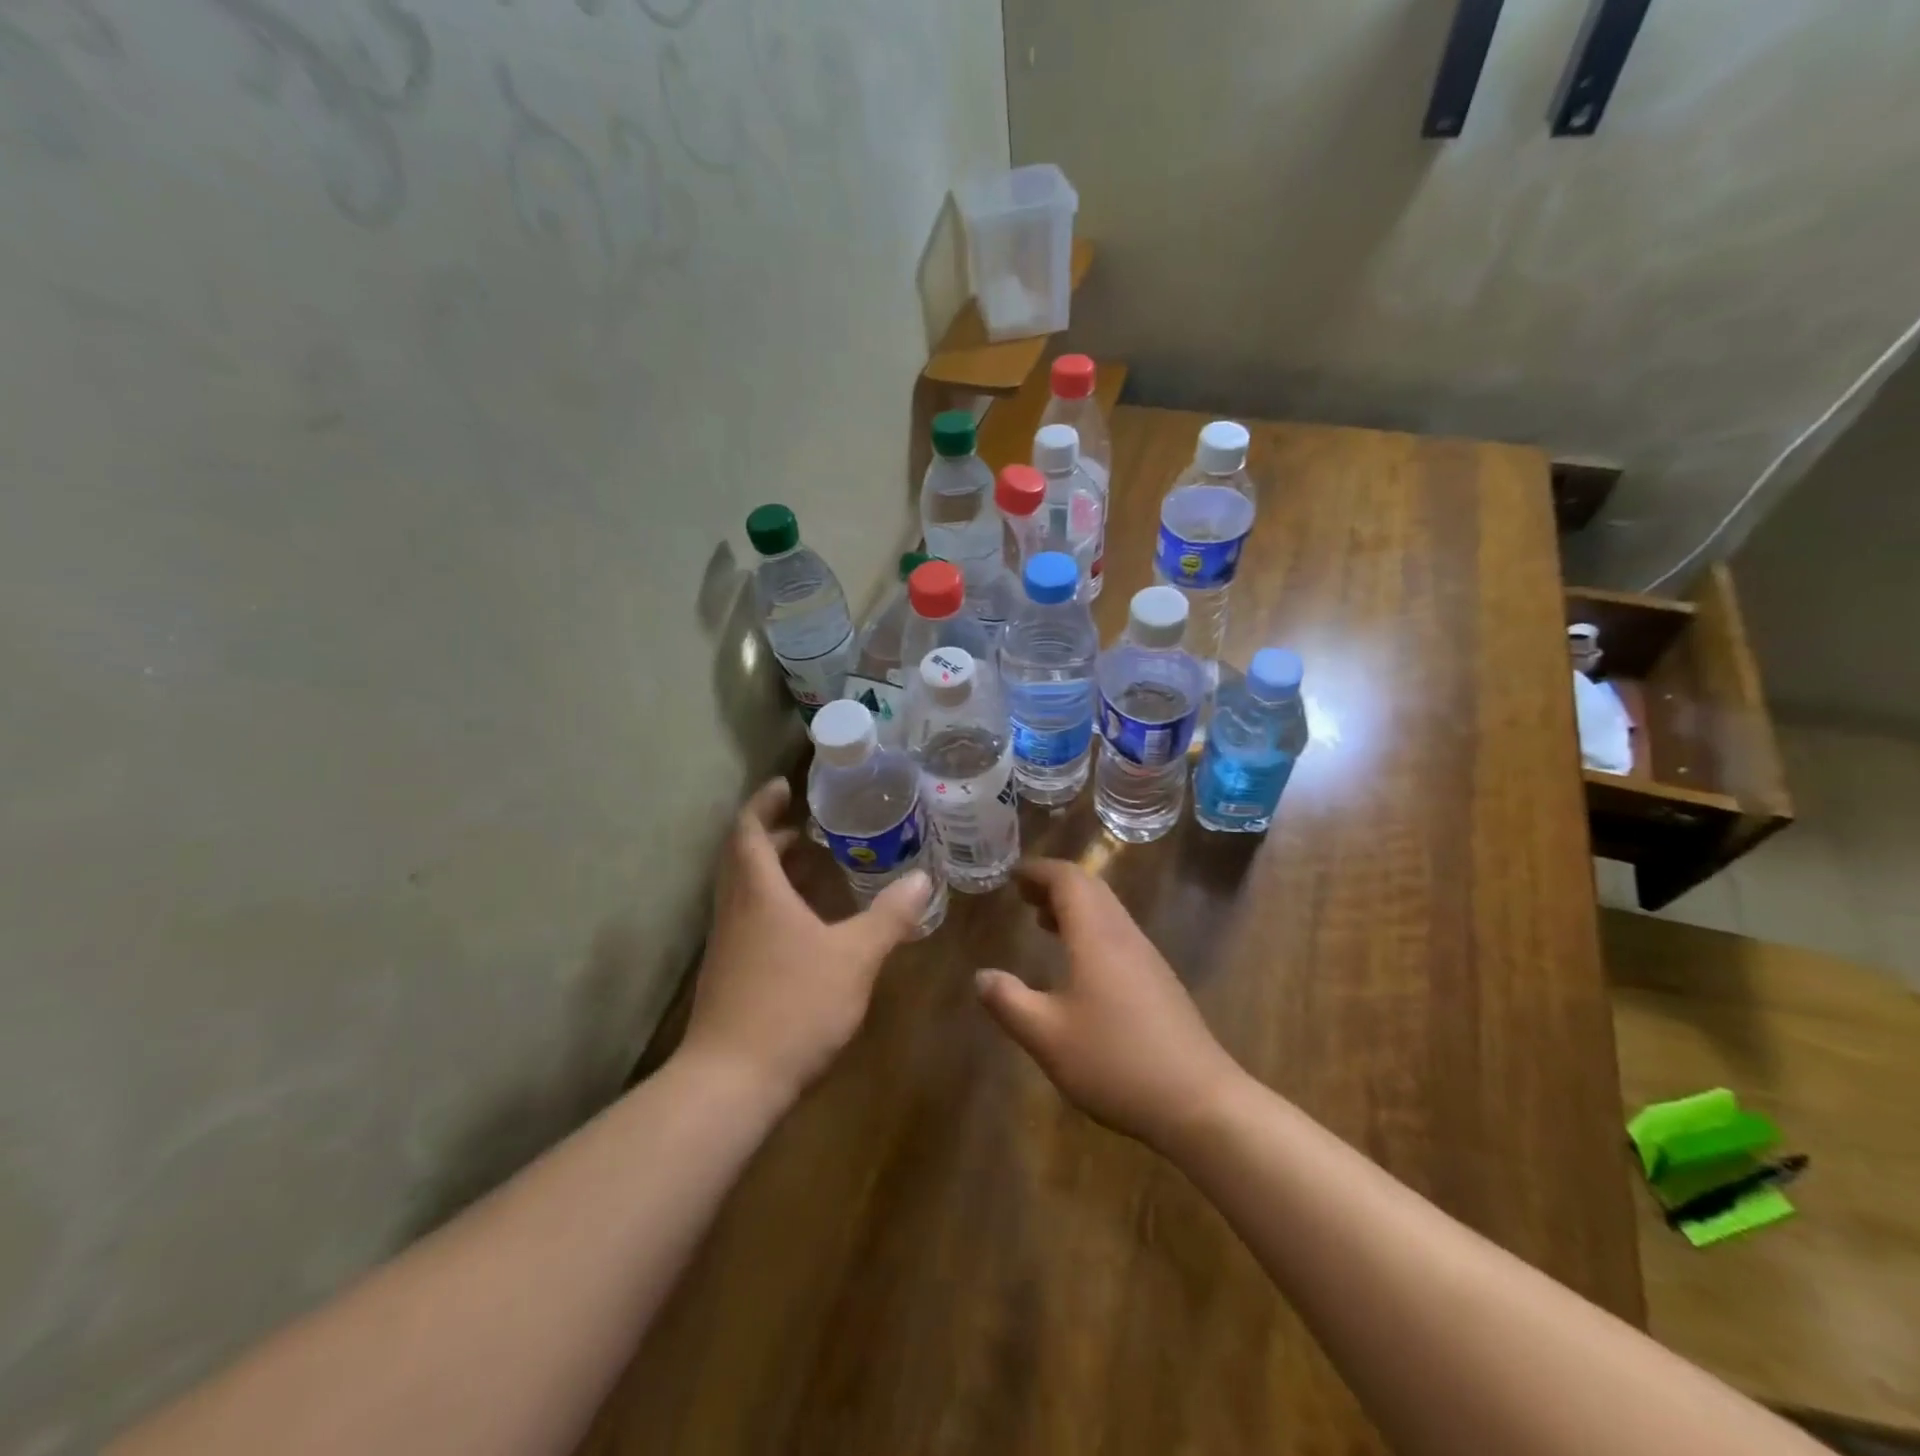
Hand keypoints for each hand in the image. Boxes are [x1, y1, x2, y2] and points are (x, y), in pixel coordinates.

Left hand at [678, 778, 930, 1108]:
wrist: (731, 1082)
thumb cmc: (793, 1005)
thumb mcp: (855, 957)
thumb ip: (890, 916)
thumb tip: (923, 878)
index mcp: (757, 892)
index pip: (749, 830)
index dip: (764, 803)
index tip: (785, 785)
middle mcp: (735, 910)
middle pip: (742, 857)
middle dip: (771, 834)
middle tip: (807, 826)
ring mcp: (726, 945)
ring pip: (743, 889)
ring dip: (770, 869)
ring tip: (810, 865)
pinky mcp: (728, 974)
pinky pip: (747, 918)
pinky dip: (771, 902)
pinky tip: (803, 924)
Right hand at [976, 858, 1243, 1151]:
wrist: (1200, 1101)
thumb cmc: (1115, 1062)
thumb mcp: (1047, 1037)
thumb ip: (1009, 1002)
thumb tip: (981, 976)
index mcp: (1097, 936)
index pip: (1068, 880)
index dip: (1038, 871)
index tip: (1012, 875)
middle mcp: (1124, 935)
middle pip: (1091, 888)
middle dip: (1054, 884)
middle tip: (1023, 895)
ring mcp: (1147, 957)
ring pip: (1108, 911)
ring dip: (1074, 907)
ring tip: (1042, 921)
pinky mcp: (1159, 981)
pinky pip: (1119, 934)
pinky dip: (1091, 929)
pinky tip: (1078, 964)